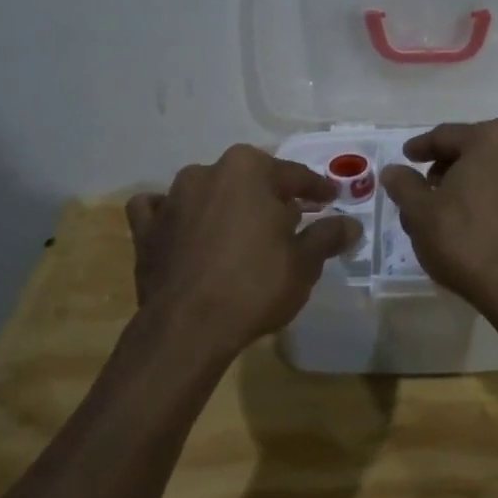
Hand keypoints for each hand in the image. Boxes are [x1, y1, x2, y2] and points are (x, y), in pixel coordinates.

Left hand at [125, 145, 357, 350]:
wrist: (188, 328)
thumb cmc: (255, 285)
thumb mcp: (304, 263)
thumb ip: (327, 236)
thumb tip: (351, 225)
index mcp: (249, 169)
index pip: (295, 175)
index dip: (317, 189)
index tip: (330, 199)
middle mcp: (207, 172)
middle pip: (249, 179)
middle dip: (270, 195)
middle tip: (290, 219)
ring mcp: (172, 198)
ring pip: (207, 190)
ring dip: (224, 203)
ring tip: (241, 231)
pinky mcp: (146, 228)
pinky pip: (160, 210)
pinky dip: (174, 215)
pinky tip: (185, 230)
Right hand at [380, 118, 497, 307]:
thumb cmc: (465, 238)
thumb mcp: (420, 211)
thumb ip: (403, 185)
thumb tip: (394, 170)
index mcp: (491, 137)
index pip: (445, 135)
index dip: (420, 147)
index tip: (405, 157)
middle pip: (472, 149)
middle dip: (446, 164)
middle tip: (422, 183)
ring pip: (491, 169)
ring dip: (466, 181)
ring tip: (442, 205)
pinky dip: (485, 195)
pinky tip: (468, 218)